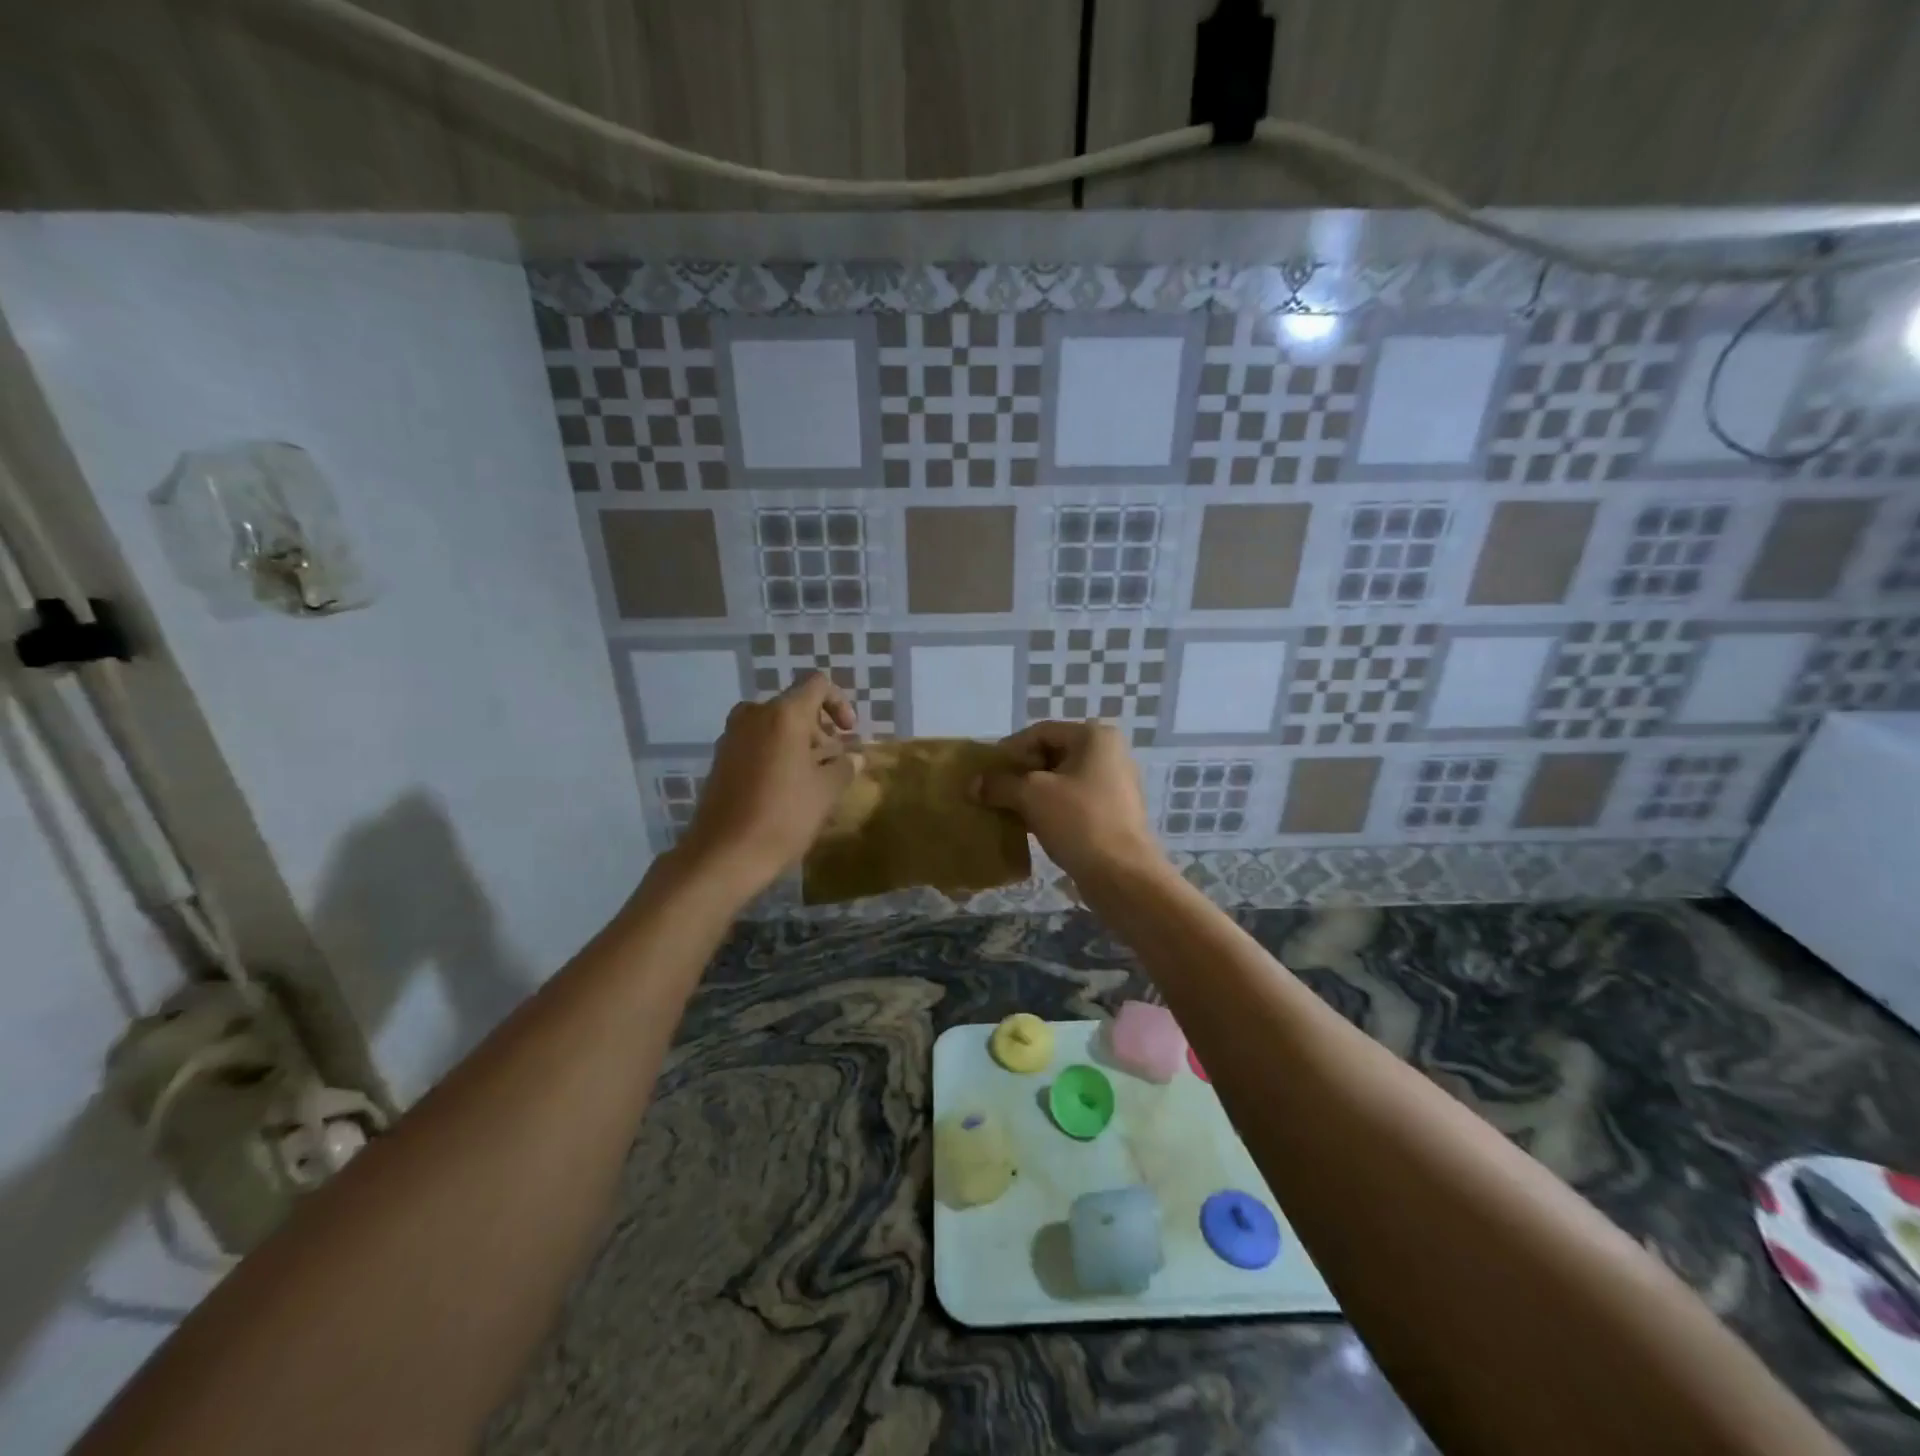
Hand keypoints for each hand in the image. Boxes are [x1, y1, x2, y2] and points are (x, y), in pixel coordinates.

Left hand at [675, 673, 859, 899]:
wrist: (723, 854)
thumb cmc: (783, 817)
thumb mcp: (825, 792)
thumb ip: (844, 767)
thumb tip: (855, 757)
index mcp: (784, 715)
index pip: (817, 685)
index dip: (839, 703)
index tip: (848, 733)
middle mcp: (754, 715)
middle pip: (794, 706)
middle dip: (819, 729)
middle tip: (832, 762)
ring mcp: (732, 736)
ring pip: (774, 725)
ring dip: (797, 743)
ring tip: (811, 778)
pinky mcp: (720, 758)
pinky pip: (756, 743)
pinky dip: (775, 754)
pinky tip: (784, 788)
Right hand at [970, 721, 1163, 882]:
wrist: (1122, 875)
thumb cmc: (1079, 821)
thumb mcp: (1032, 796)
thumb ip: (1000, 785)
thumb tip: (973, 785)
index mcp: (1095, 737)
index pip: (1041, 732)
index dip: (1010, 750)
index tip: (987, 772)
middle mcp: (1109, 754)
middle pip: (1052, 754)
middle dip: (1020, 773)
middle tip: (995, 791)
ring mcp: (1114, 785)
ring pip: (1062, 781)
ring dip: (1033, 793)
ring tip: (1007, 810)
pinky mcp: (1113, 813)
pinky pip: (1073, 802)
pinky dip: (1050, 809)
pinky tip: (1030, 826)